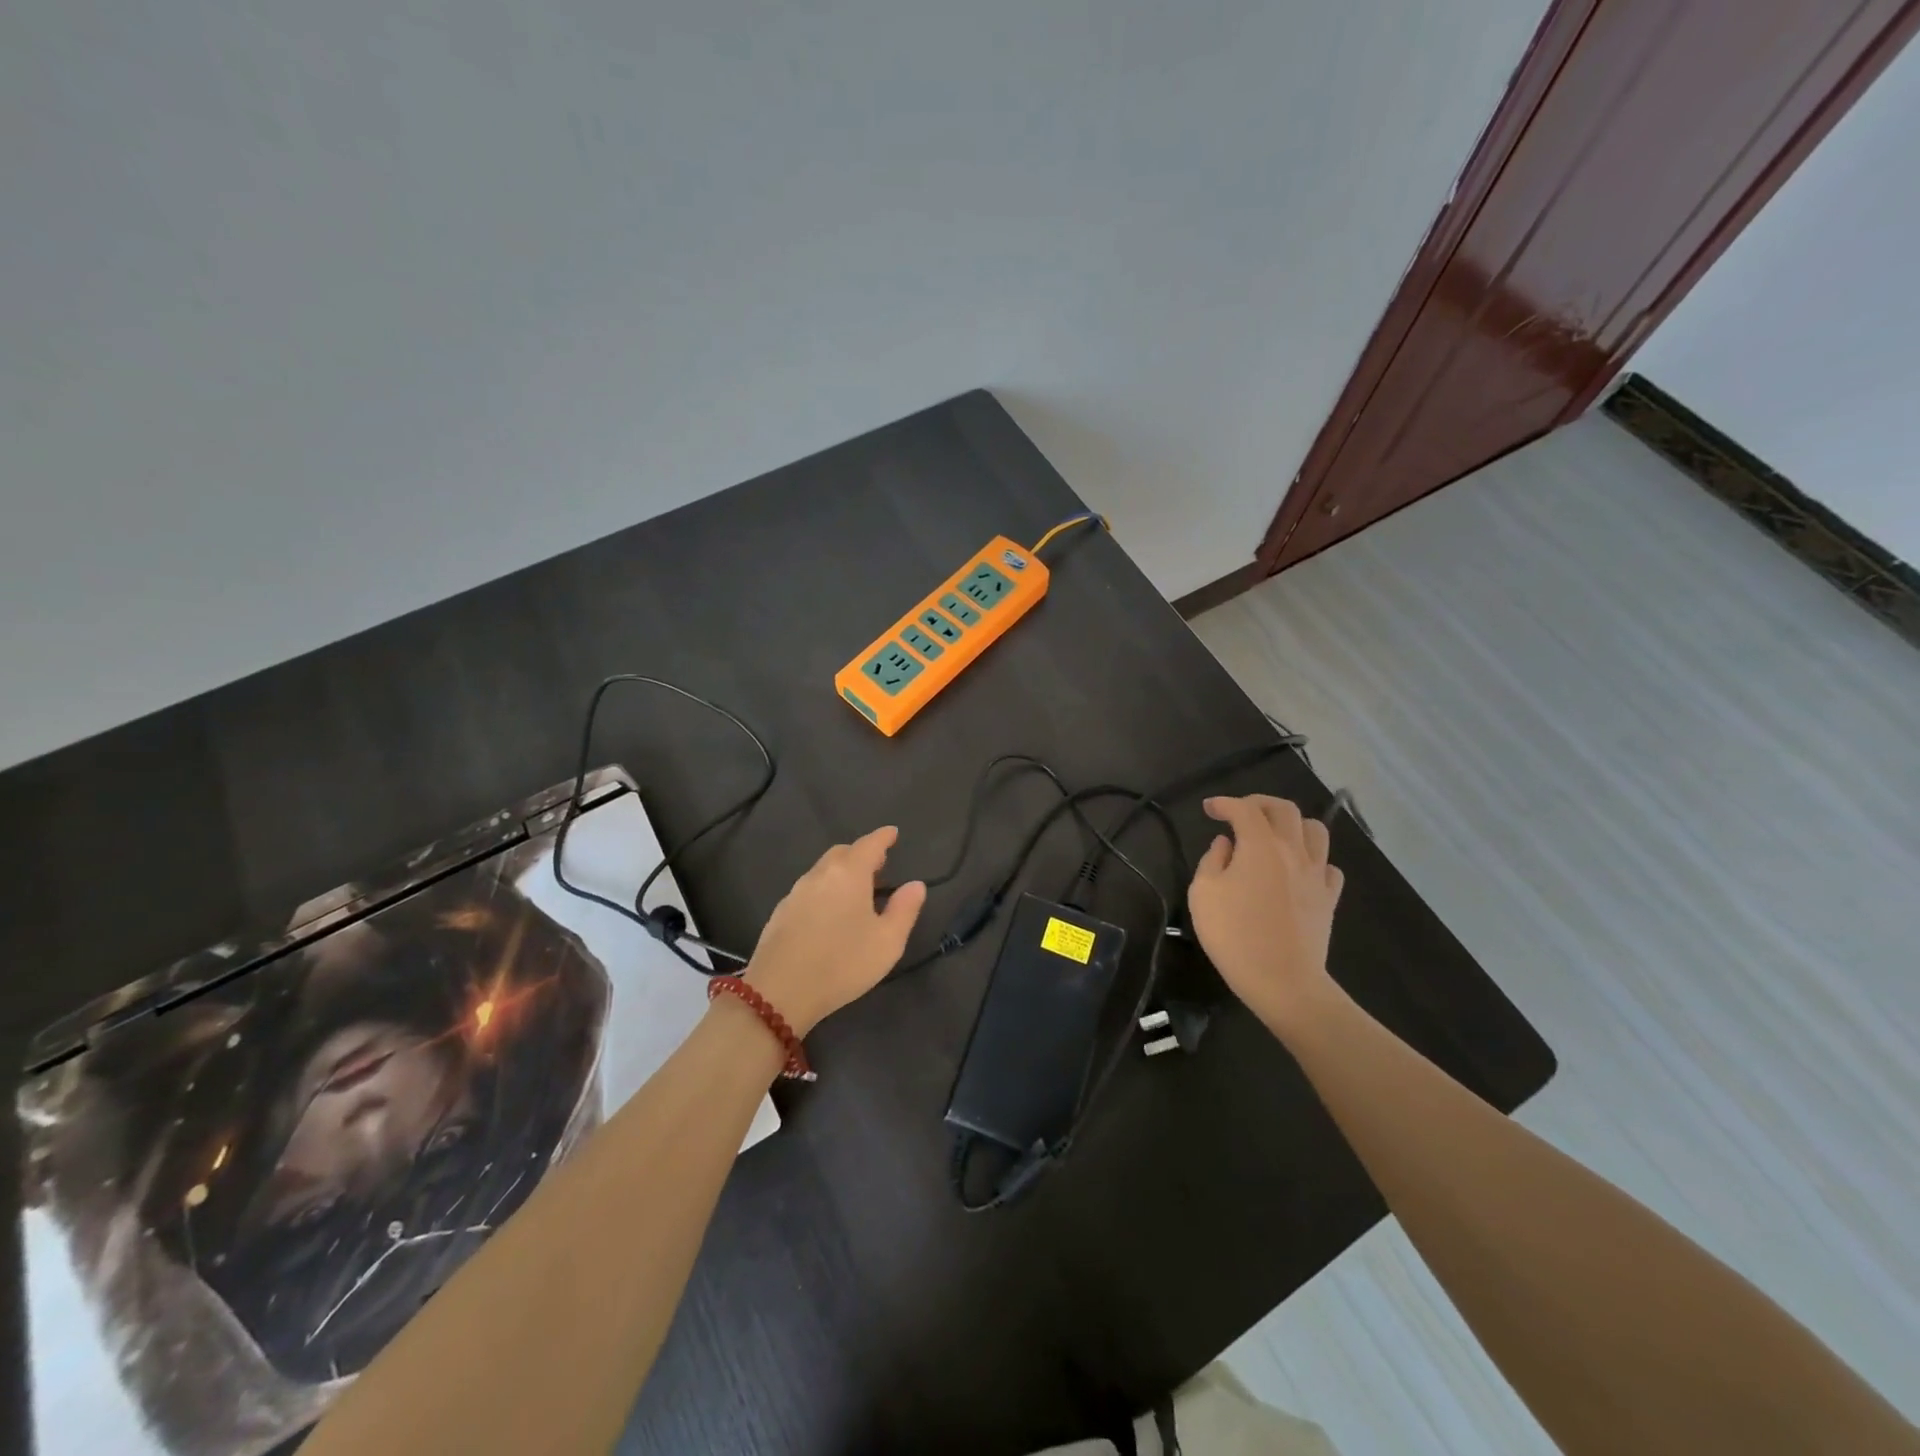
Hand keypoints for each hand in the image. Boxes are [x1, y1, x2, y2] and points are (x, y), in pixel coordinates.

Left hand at [742, 826, 926, 1036]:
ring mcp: (795, 893)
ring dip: (841, 871)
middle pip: (842, 852)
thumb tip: (915, 885)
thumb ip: (904, 910)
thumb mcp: (887, 942)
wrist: (779, 992)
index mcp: (849, 874)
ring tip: (856, 889)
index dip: (883, 837)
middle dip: (861, 853)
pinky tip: (828, 911)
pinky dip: (824, 889)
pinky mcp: (780, 912)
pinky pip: (808, 889)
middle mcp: (820, 875)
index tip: (892, 833)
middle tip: (878, 865)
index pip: (869, 844)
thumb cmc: (842, 964)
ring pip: (822, 870)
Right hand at [1187, 795, 1344, 1038]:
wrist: (1283, 980)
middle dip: (1259, 803)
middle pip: (1284, 809)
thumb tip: (1225, 844)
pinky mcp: (1329, 897)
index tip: (1209, 809)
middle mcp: (1293, 850)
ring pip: (1315, 830)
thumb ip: (1212, 860)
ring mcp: (1317, 874)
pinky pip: (1328, 865)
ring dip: (1292, 824)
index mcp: (1260, 845)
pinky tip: (1298, 870)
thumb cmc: (1234, 935)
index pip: (1244, 809)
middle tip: (1240, 813)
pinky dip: (1312, 859)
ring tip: (1274, 835)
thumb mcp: (1203, 894)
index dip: (1224, 803)